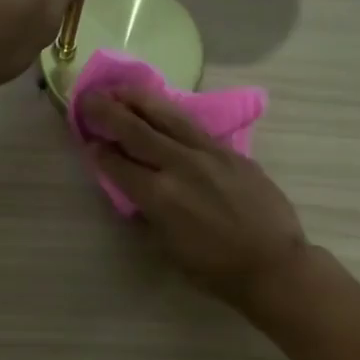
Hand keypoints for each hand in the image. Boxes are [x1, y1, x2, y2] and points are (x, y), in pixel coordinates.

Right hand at [81, 87, 309, 308]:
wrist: (272, 263)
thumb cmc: (215, 269)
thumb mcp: (169, 248)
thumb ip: (149, 213)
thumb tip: (136, 191)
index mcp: (159, 196)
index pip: (119, 165)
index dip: (99, 151)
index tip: (88, 140)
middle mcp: (179, 166)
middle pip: (136, 130)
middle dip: (108, 112)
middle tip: (89, 99)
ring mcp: (208, 153)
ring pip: (167, 116)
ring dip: (139, 100)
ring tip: (121, 89)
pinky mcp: (230, 151)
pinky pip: (193, 126)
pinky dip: (171, 114)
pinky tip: (162, 108)